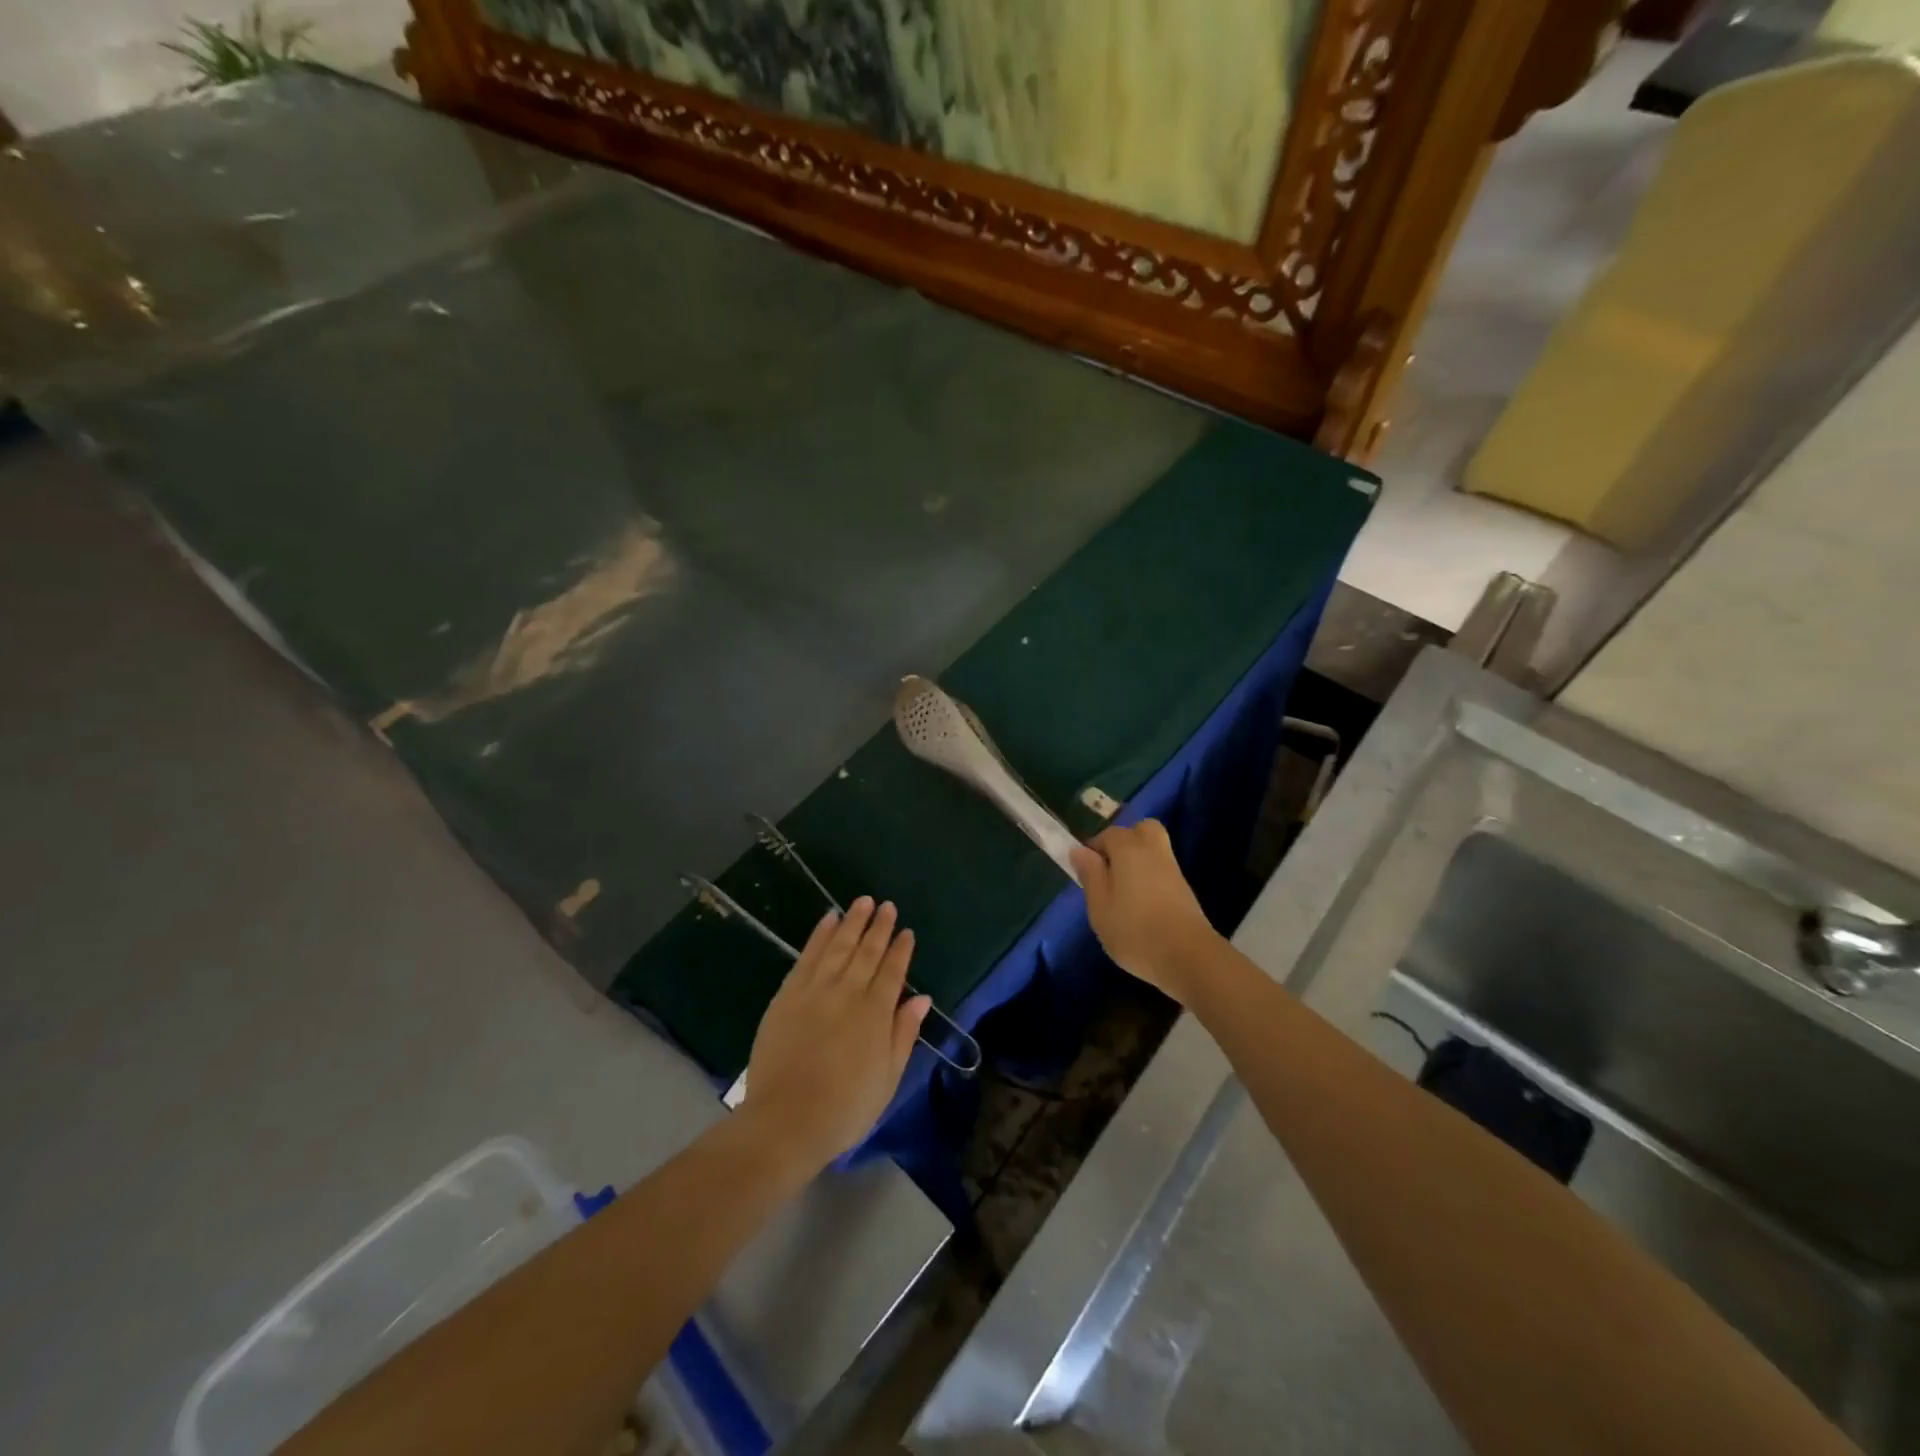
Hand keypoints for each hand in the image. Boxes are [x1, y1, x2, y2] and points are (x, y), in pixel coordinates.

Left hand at [742, 897, 930, 1170]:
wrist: (785, 1121)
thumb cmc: (844, 1109)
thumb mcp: (887, 1079)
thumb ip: (903, 1034)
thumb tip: (921, 998)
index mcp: (875, 1014)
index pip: (892, 972)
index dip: (901, 949)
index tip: (907, 931)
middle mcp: (847, 993)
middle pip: (867, 952)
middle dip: (879, 927)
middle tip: (887, 906)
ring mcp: (815, 991)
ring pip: (838, 946)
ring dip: (852, 922)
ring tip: (862, 902)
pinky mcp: (787, 995)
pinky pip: (807, 956)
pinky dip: (819, 935)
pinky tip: (827, 920)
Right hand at [1070, 820, 1220, 1003]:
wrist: (1188, 957)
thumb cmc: (1135, 931)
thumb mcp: (1100, 906)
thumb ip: (1090, 875)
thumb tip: (1080, 850)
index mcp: (1129, 849)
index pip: (1109, 834)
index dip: (1094, 847)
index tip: (1085, 871)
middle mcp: (1154, 851)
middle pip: (1142, 830)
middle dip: (1125, 841)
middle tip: (1110, 869)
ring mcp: (1174, 870)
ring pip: (1154, 850)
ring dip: (1138, 861)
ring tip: (1122, 891)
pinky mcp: (1185, 891)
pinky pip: (1163, 871)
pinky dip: (1151, 878)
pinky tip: (1141, 905)